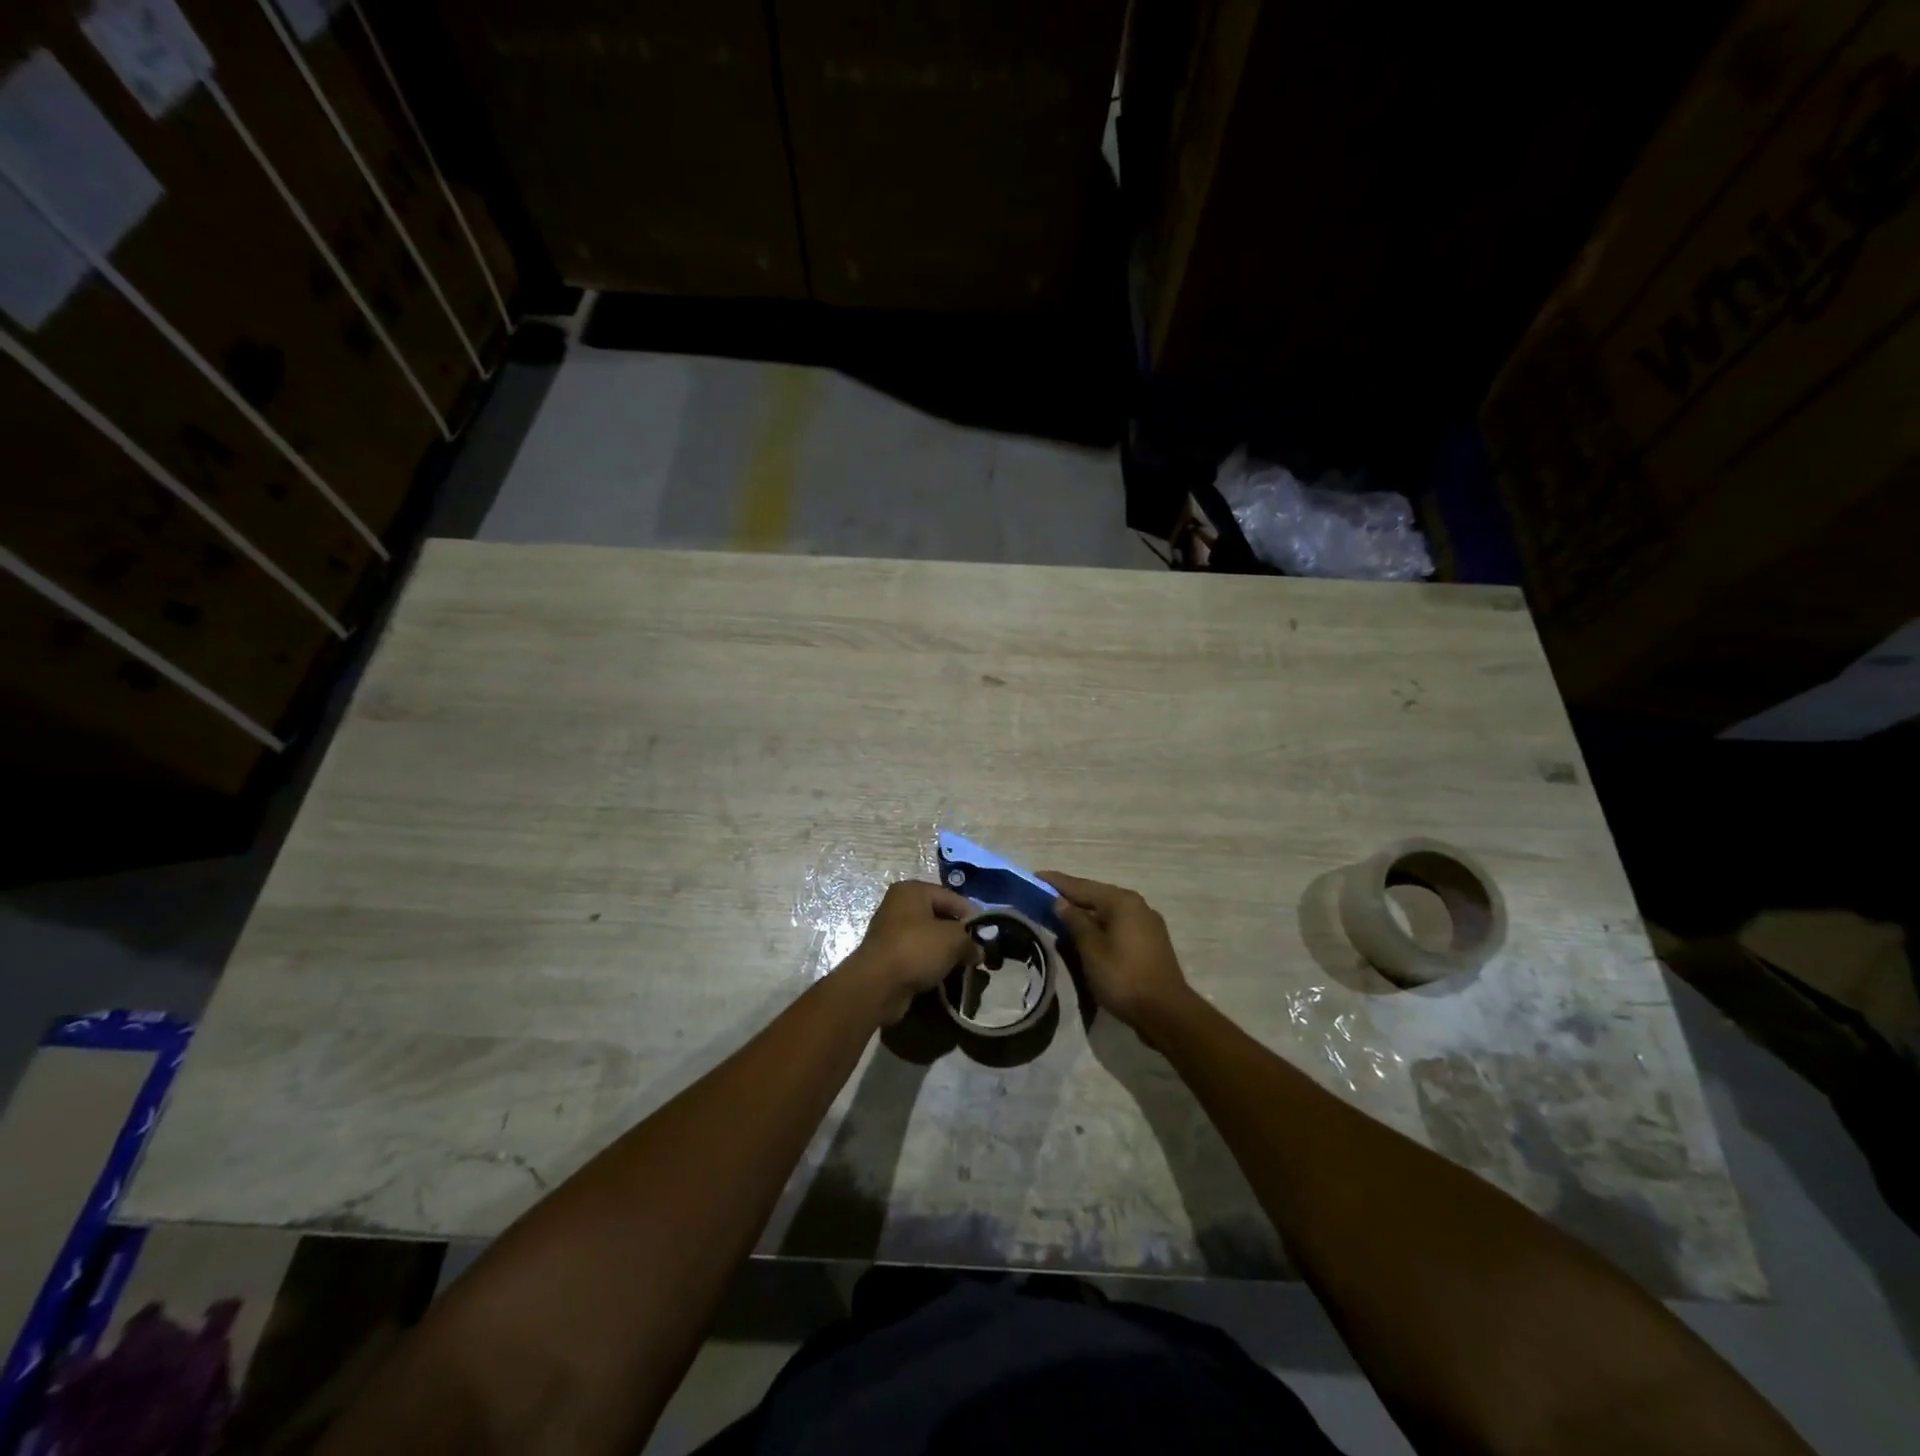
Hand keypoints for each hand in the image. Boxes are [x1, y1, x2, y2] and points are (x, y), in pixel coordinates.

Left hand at [845, 880, 976, 1024]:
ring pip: (929, 939)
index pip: (951, 897)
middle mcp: (899, 906)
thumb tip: (979, 952)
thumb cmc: (916, 949)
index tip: (987, 935)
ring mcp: (891, 932)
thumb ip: (970, 941)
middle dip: (959, 936)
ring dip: (946, 952)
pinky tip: (945, 976)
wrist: (877, 984)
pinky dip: (931, 964)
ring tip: (965, 966)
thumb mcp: (953, 940)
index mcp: (912, 891)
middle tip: (977, 952)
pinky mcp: (889, 957)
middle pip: (939, 917)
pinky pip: (918, 956)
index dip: (971, 915)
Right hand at [1041, 870, 1189, 1028]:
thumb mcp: (1091, 949)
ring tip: (1060, 916)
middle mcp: (1137, 905)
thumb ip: (1075, 922)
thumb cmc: (1123, 978)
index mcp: (1122, 902)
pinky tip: (1086, 935)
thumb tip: (1060, 902)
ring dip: (1085, 913)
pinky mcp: (1151, 942)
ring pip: (1108, 912)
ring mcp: (1147, 924)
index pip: (1082, 886)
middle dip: (1071, 897)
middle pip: (1097, 896)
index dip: (1056, 882)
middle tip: (1043, 898)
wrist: (1166, 1013)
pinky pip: (1118, 926)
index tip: (1035, 877)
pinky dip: (1100, 927)